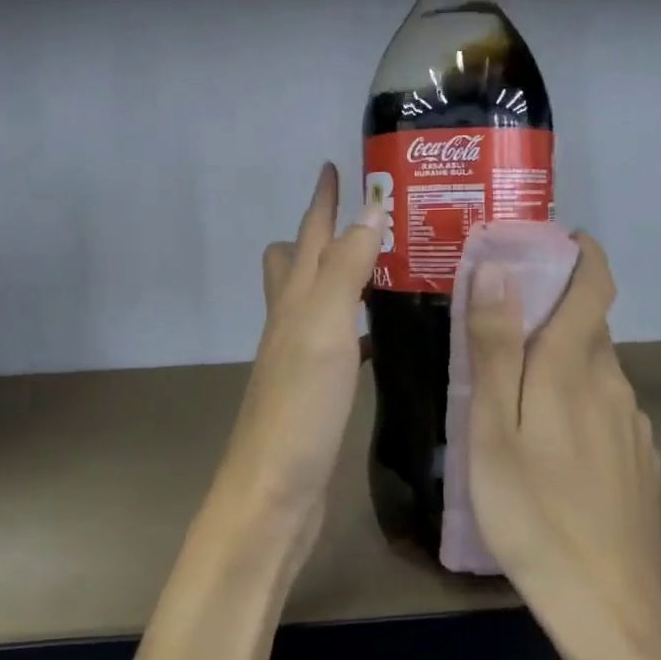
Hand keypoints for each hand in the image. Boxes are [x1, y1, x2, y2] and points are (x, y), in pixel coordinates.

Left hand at [212, 163, 381, 558]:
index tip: (334, 166)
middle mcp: (291, 323)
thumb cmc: (299, 408)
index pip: (308, 235)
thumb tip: (369, 209)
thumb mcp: (323, 329)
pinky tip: (380, 336)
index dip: (321, 199)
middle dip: (324, 233)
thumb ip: (345, 269)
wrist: (273, 493)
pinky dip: (356, 326)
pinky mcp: (316, 391)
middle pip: (296, 263)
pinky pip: (337, 341)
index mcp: (292, 301)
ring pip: (318, 301)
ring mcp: (301, 358)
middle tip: (370, 220)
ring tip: (387, 266)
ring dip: (344, 277)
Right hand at [464, 236, 660, 659]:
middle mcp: (614, 385)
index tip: (550, 241)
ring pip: (594, 372)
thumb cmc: (533, 512)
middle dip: (549, 311)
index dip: (580, 253)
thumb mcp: (493, 428)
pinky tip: (548, 446)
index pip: (595, 284)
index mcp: (576, 367)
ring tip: (511, 392)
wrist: (607, 607)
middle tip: (496, 325)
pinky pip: (605, 412)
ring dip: (558, 362)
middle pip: (587, 327)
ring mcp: (632, 427)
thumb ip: (496, 346)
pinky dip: (575, 403)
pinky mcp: (639, 464)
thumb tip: (499, 269)